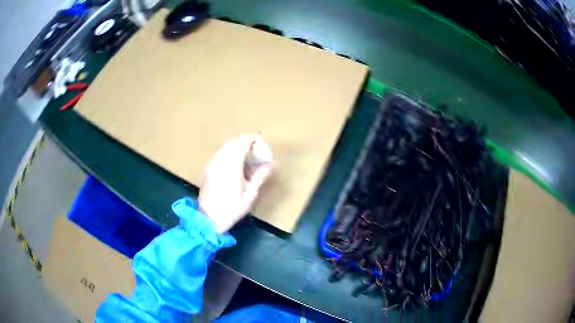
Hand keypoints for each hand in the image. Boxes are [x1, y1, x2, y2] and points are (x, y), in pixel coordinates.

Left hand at [198, 135, 272, 232]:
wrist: (209, 219)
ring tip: (246, 157)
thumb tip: (271, 164)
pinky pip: (219, 155)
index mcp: (231, 164)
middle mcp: (219, 160)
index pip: (242, 143)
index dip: (252, 139)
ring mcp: (211, 164)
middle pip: (232, 143)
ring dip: (235, 148)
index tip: (261, 142)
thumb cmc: (232, 207)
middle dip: (244, 142)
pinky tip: (233, 166)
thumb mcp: (251, 193)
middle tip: (255, 149)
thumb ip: (260, 176)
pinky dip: (228, 154)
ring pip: (224, 148)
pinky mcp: (207, 170)